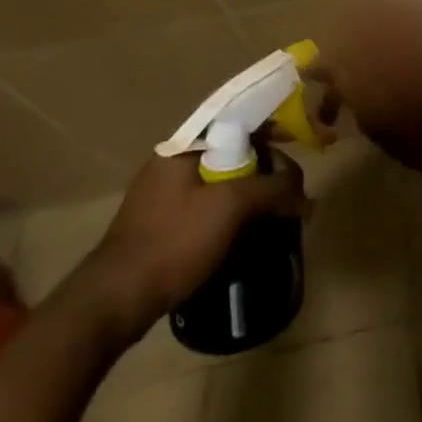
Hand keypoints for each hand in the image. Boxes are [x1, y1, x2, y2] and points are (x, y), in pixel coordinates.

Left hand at [77, 143, 307, 339]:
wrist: (117, 300)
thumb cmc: (175, 240)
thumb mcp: (232, 205)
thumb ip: (274, 187)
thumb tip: (305, 195)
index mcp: (183, 148)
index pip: (237, 121)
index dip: (272, 127)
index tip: (298, 142)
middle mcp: (173, 164)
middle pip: (235, 152)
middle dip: (269, 169)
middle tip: (292, 192)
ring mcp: (167, 196)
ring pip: (226, 182)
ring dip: (256, 195)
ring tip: (280, 214)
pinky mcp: (167, 225)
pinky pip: (213, 206)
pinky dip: (237, 214)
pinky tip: (252, 232)